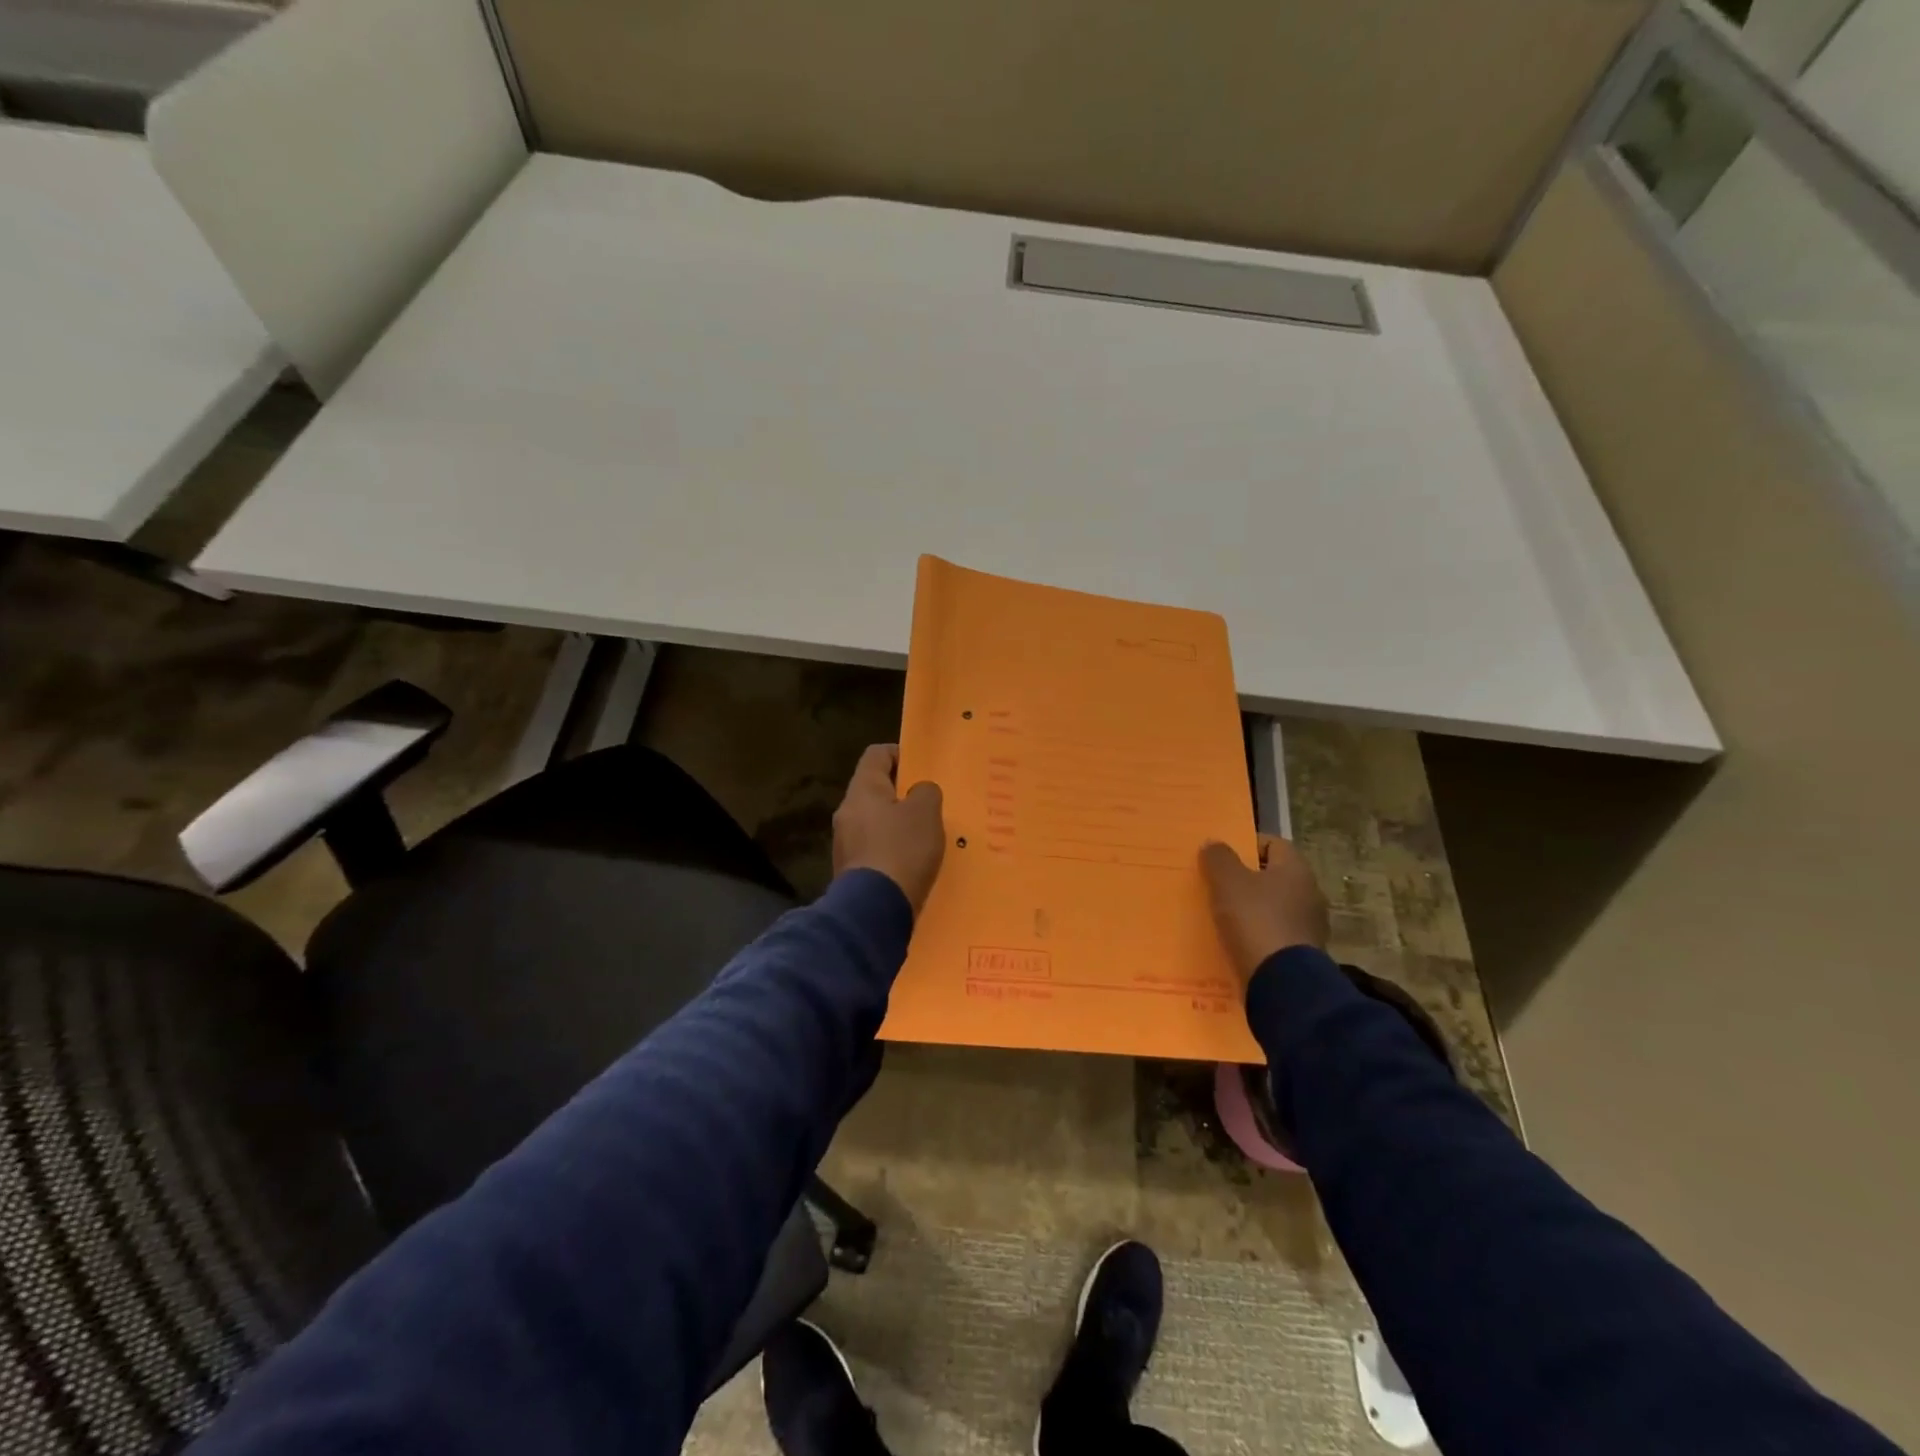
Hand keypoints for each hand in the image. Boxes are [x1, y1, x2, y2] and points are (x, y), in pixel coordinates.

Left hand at [832, 744, 945, 916]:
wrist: (873, 909)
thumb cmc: (901, 849)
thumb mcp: (926, 812)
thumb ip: (926, 792)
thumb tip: (918, 792)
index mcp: (863, 789)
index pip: (877, 754)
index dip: (900, 754)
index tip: (923, 767)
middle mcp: (847, 811)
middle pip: (875, 789)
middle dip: (902, 793)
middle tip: (930, 803)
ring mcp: (845, 842)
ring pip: (875, 820)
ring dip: (898, 823)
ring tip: (925, 835)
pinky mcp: (851, 869)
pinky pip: (874, 848)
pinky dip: (892, 849)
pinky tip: (912, 862)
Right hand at [1199, 835, 1329, 976]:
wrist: (1281, 983)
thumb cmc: (1255, 920)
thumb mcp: (1227, 882)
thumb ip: (1218, 858)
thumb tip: (1214, 844)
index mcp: (1296, 870)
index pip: (1273, 844)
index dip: (1246, 845)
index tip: (1220, 856)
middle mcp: (1310, 894)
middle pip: (1273, 877)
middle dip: (1245, 879)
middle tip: (1215, 884)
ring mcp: (1309, 926)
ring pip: (1273, 907)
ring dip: (1251, 909)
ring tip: (1220, 915)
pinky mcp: (1302, 955)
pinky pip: (1274, 935)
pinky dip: (1256, 935)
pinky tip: (1235, 941)